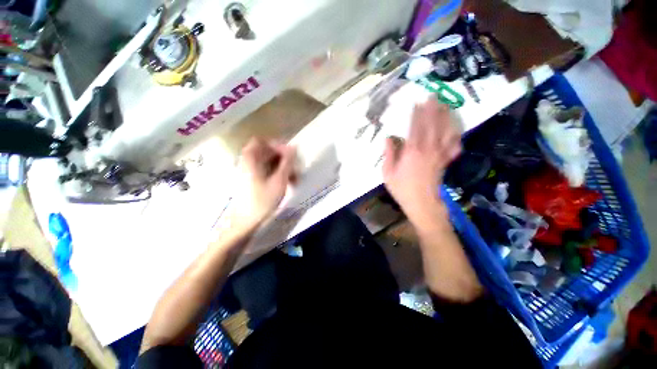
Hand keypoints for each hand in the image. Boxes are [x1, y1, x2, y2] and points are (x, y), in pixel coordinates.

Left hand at [231, 138, 295, 228]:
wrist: (246, 221)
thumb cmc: (263, 200)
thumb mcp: (279, 180)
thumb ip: (287, 162)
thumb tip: (293, 147)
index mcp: (250, 159)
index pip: (262, 141)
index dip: (277, 145)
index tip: (289, 155)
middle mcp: (247, 162)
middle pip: (266, 152)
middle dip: (283, 159)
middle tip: (295, 169)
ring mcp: (249, 171)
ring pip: (268, 162)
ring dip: (283, 168)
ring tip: (294, 179)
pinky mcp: (252, 180)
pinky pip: (267, 171)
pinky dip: (277, 174)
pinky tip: (287, 184)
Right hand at [383, 99, 460, 225]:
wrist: (422, 204)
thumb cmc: (402, 189)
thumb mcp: (388, 172)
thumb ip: (388, 153)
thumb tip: (388, 138)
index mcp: (412, 151)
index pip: (415, 127)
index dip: (417, 113)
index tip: (417, 101)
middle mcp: (429, 148)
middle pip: (433, 124)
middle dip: (433, 108)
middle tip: (434, 95)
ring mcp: (440, 154)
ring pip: (446, 131)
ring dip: (446, 117)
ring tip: (445, 106)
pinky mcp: (445, 161)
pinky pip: (454, 146)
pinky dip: (456, 136)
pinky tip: (455, 130)